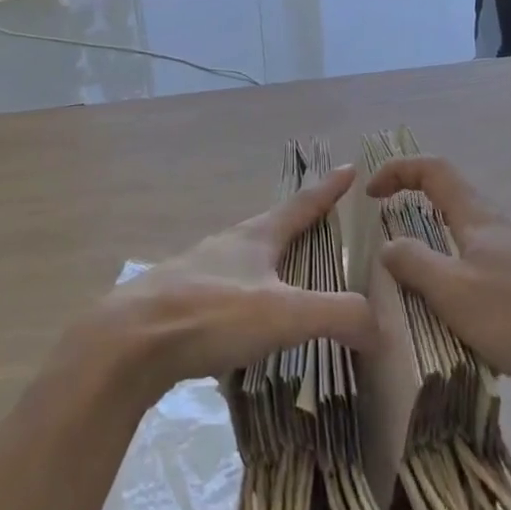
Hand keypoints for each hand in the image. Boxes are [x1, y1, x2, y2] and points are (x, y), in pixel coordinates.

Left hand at [87, 165, 377, 398]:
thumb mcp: (283, 315)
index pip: (301, 204)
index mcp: (255, 237)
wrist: (129, 342)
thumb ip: (337, 316)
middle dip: (297, 224)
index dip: (327, 189)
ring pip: (243, 259)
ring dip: (268, 263)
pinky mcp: (178, 302)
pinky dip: (244, 299)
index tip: (349, 167)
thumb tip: (382, 327)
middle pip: (270, 227)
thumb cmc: (211, 314)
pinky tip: (243, 324)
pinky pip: (222, 292)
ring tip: (285, 278)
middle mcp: (227, 245)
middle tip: (321, 226)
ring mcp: (198, 271)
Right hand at [368, 156, 510, 393]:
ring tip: (420, 281)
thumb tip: (388, 245)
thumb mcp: (452, 290)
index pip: (433, 170)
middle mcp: (500, 226)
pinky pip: (487, 267)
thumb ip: (414, 263)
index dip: (398, 170)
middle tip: (391, 233)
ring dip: (440, 245)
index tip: (371, 193)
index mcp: (477, 216)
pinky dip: (462, 275)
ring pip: (471, 236)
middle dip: (418, 205)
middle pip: (453, 198)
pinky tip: (463, 314)